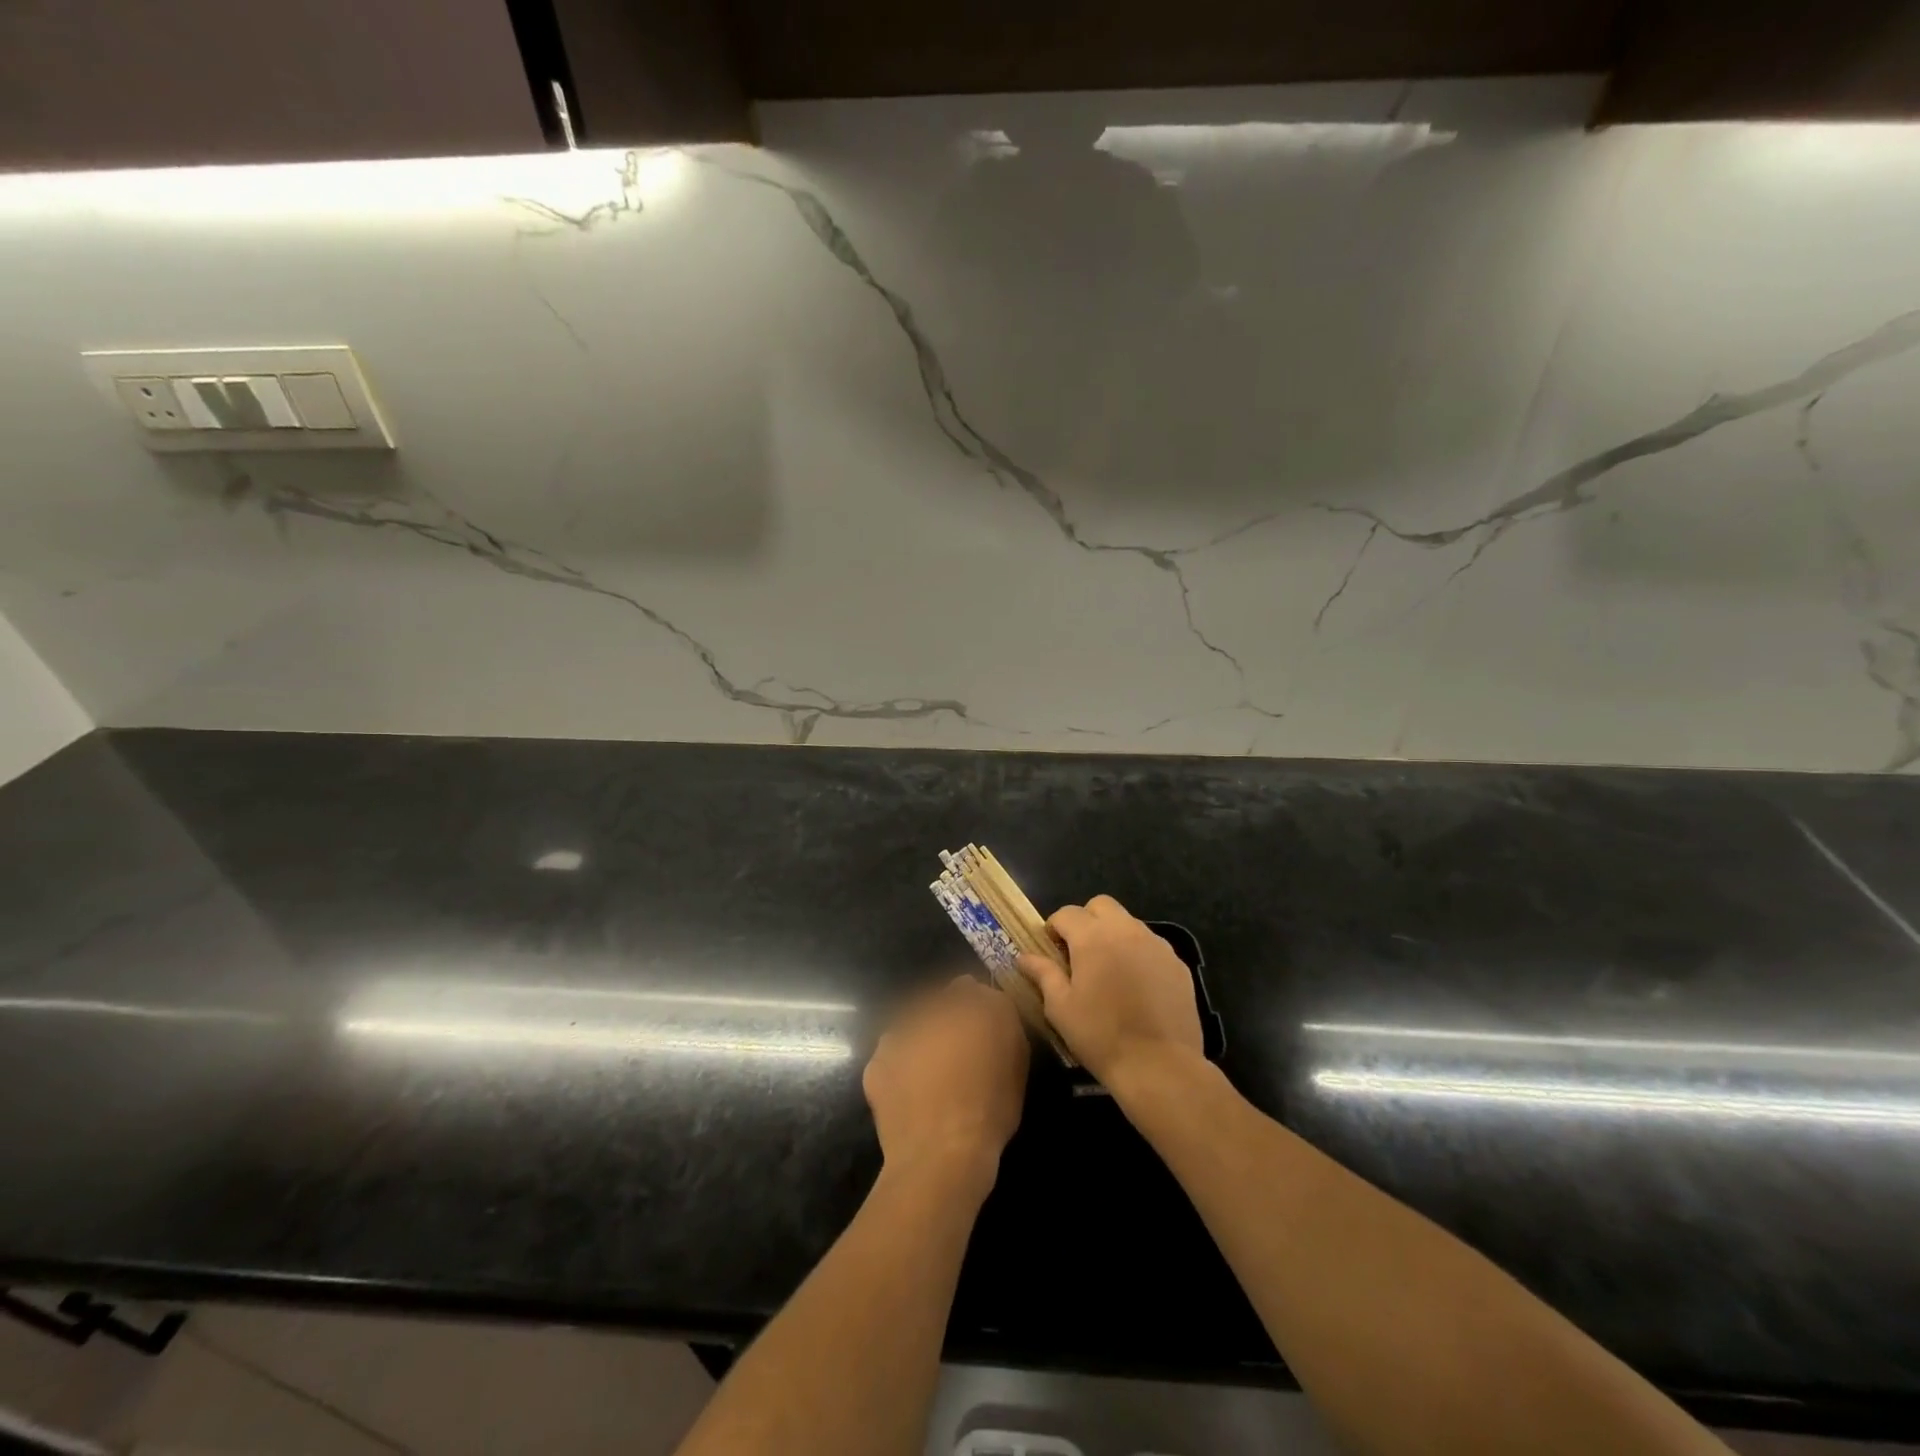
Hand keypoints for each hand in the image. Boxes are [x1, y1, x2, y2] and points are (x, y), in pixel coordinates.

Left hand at [863, 975, 1028, 1186]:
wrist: (940, 1155)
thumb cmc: (989, 1111)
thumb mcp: (1017, 1062)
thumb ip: (1002, 1021)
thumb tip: (989, 1004)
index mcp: (970, 1006)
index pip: (970, 989)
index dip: (975, 1008)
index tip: (980, 1031)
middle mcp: (930, 1010)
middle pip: (938, 1005)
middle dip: (946, 1022)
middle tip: (956, 1055)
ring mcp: (899, 1033)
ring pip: (913, 1027)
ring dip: (921, 1041)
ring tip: (932, 1078)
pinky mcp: (877, 1061)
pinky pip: (893, 1056)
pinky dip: (901, 1068)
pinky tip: (912, 1094)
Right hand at [1017, 895, 1203, 1087]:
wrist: (1160, 1065)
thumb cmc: (1101, 1035)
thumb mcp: (1061, 1008)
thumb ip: (1043, 974)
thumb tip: (1023, 957)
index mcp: (1093, 937)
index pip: (1067, 913)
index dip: (1054, 927)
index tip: (1050, 949)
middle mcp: (1126, 930)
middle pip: (1101, 905)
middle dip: (1086, 920)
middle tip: (1079, 952)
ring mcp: (1156, 944)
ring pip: (1128, 923)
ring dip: (1113, 935)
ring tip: (1109, 970)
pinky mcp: (1177, 963)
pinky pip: (1151, 945)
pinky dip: (1138, 954)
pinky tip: (1136, 986)